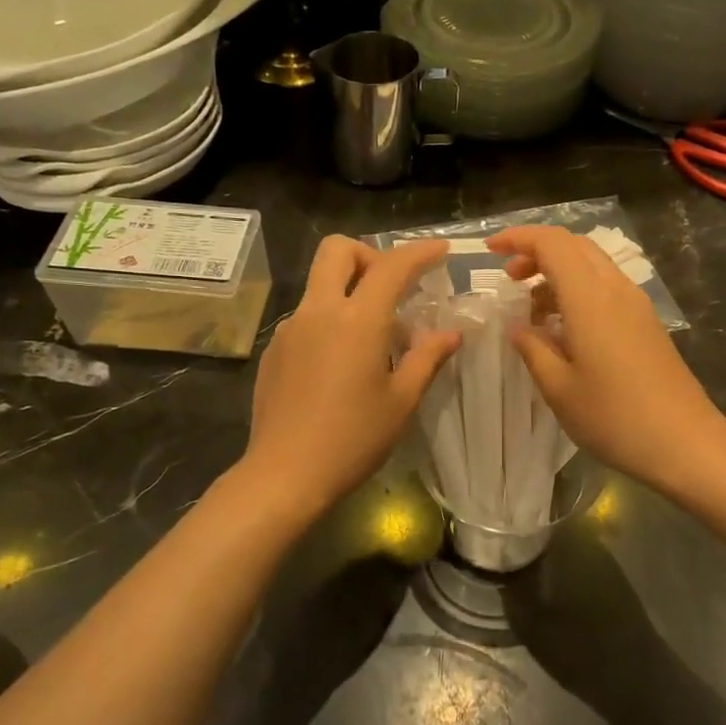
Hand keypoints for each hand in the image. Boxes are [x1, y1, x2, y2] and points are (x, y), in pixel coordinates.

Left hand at [243, 236, 459, 511]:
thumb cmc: (353, 439)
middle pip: (337, 250)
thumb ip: (427, 358)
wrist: (284, 474)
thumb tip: (450, 334)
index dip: (419, 252)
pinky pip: (306, 317)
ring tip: (372, 339)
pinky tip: (339, 366)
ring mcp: (290, 329)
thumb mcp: (402, 401)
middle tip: (391, 287)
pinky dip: (329, 322)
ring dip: (349, 291)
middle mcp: (319, 312)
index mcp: (357, 320)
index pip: (391, 266)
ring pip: (320, 284)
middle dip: (368, 255)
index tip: (440, 251)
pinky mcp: (274, 350)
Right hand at [489, 226, 725, 491]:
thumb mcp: (558, 388)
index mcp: (590, 298)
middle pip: (574, 246)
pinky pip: (606, 288)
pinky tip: (565, 328)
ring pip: (592, 265)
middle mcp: (616, 289)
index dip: (518, 238)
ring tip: (533, 310)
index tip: (490, 250)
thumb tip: (517, 326)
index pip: (552, 243)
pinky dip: (578, 291)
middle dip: (537, 252)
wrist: (684, 442)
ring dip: (558, 273)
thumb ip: (533, 349)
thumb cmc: (614, 417)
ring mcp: (636, 305)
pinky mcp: (646, 323)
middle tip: (510, 281)